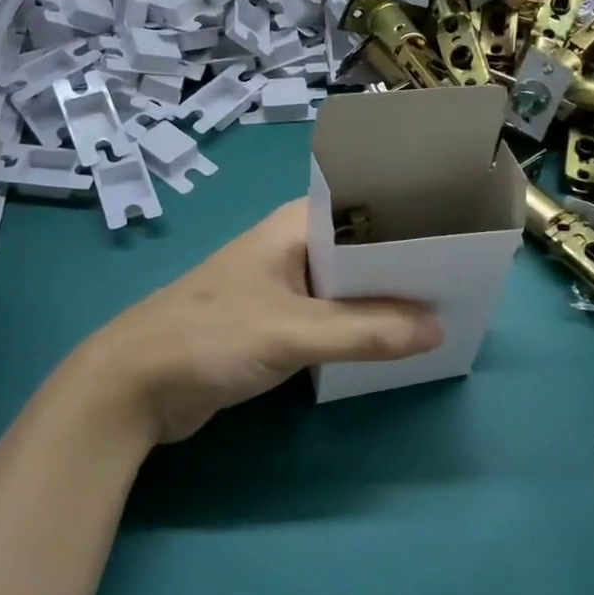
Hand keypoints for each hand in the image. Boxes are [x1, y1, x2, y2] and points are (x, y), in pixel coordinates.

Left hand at [67, 201, 441, 444]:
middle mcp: (293, 247)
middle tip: (460, 282)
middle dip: (405, 266)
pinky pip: (330, 317)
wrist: (133, 386)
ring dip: (383, 301)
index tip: (458, 238)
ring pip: (348, 286)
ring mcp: (282, 285)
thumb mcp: (293, 332)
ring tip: (440, 312)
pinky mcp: (275, 322)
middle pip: (362, 249)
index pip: (366, 208)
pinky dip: (359, 327)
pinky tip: (393, 343)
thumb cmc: (211, 338)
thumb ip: (365, 330)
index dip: (410, 221)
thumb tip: (437, 329)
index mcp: (295, 227)